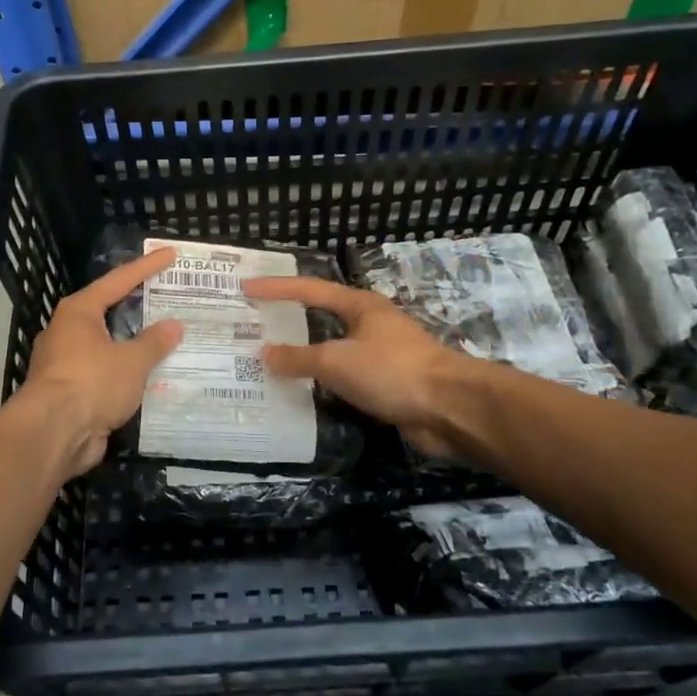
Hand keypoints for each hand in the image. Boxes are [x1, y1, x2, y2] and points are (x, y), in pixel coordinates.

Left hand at [22, 246, 183, 479]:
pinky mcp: (70, 393)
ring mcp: (66, 363)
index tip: (169, 254)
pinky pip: (106, 375)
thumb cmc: (91, 383)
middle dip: (139, 308)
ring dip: (134, 345)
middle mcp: (68, 332)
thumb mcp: (131, 360)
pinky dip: (127, 374)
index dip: (146, 267)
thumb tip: (174, 326)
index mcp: (79, 312)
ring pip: (108, 346)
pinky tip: (151, 377)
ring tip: (167, 341)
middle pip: (109, 312)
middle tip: (169, 299)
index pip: (118, 281)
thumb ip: (154, 342)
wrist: (53, 435)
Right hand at [242, 276, 461, 457]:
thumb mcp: (337, 361)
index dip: (276, 288)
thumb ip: (299, 358)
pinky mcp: (386, 384)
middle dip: (289, 320)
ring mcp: (380, 354)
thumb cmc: (392, 371)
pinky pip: (344, 378)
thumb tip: (264, 353)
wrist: (450, 408)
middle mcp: (369, 324)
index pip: (309, 289)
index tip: (246, 287)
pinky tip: (304, 392)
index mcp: (359, 305)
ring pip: (333, 350)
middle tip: (254, 324)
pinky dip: (323, 382)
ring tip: (269, 361)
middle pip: (321, 317)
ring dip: (305, 356)